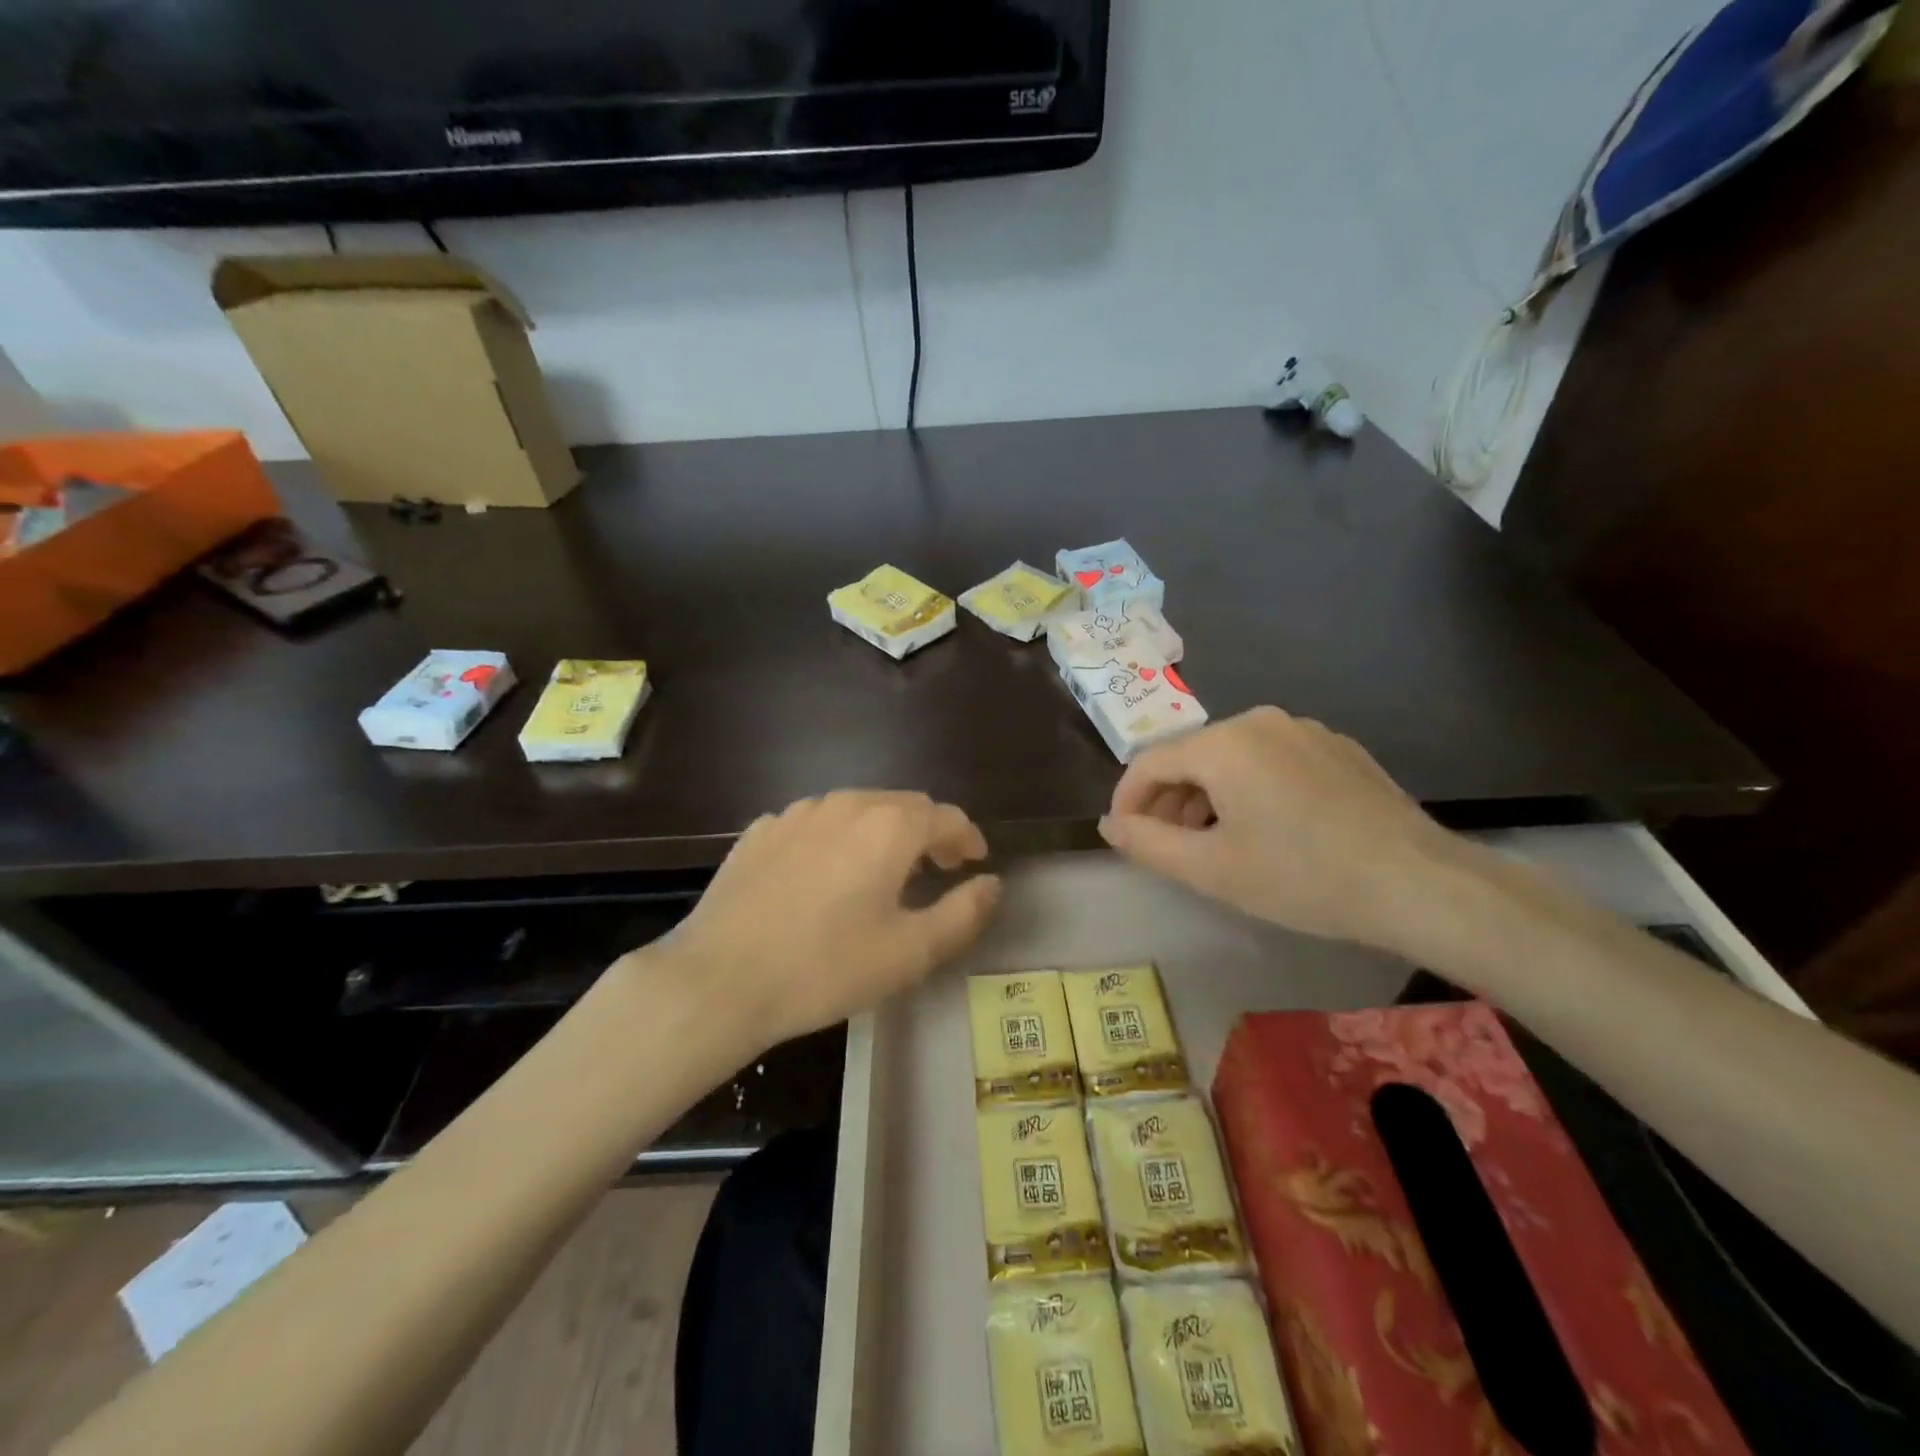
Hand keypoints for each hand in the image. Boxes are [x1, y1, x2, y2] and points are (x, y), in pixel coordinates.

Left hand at [657, 791, 1001, 1049]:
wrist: (719, 979)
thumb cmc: (825, 967)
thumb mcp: (910, 952)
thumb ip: (963, 913)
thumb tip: (991, 883)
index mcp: (889, 827)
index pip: (947, 817)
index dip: (967, 838)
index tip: (974, 862)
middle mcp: (846, 805)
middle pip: (903, 806)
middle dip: (928, 832)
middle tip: (937, 869)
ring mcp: (797, 814)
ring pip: (857, 809)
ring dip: (882, 832)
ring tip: (884, 871)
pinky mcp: (761, 831)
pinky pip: (815, 824)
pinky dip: (837, 839)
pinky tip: (826, 874)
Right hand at [1098, 706, 1466, 949]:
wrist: (1418, 884)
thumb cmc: (1302, 877)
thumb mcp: (1211, 869)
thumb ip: (1147, 843)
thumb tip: (1109, 825)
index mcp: (1224, 742)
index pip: (1149, 763)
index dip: (1127, 801)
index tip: (1124, 838)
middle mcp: (1260, 720)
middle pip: (1191, 756)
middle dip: (1168, 801)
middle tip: (1166, 848)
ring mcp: (1304, 730)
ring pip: (1231, 758)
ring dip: (1207, 797)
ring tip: (1212, 843)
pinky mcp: (1337, 747)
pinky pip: (1271, 760)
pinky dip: (1249, 789)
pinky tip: (1266, 830)